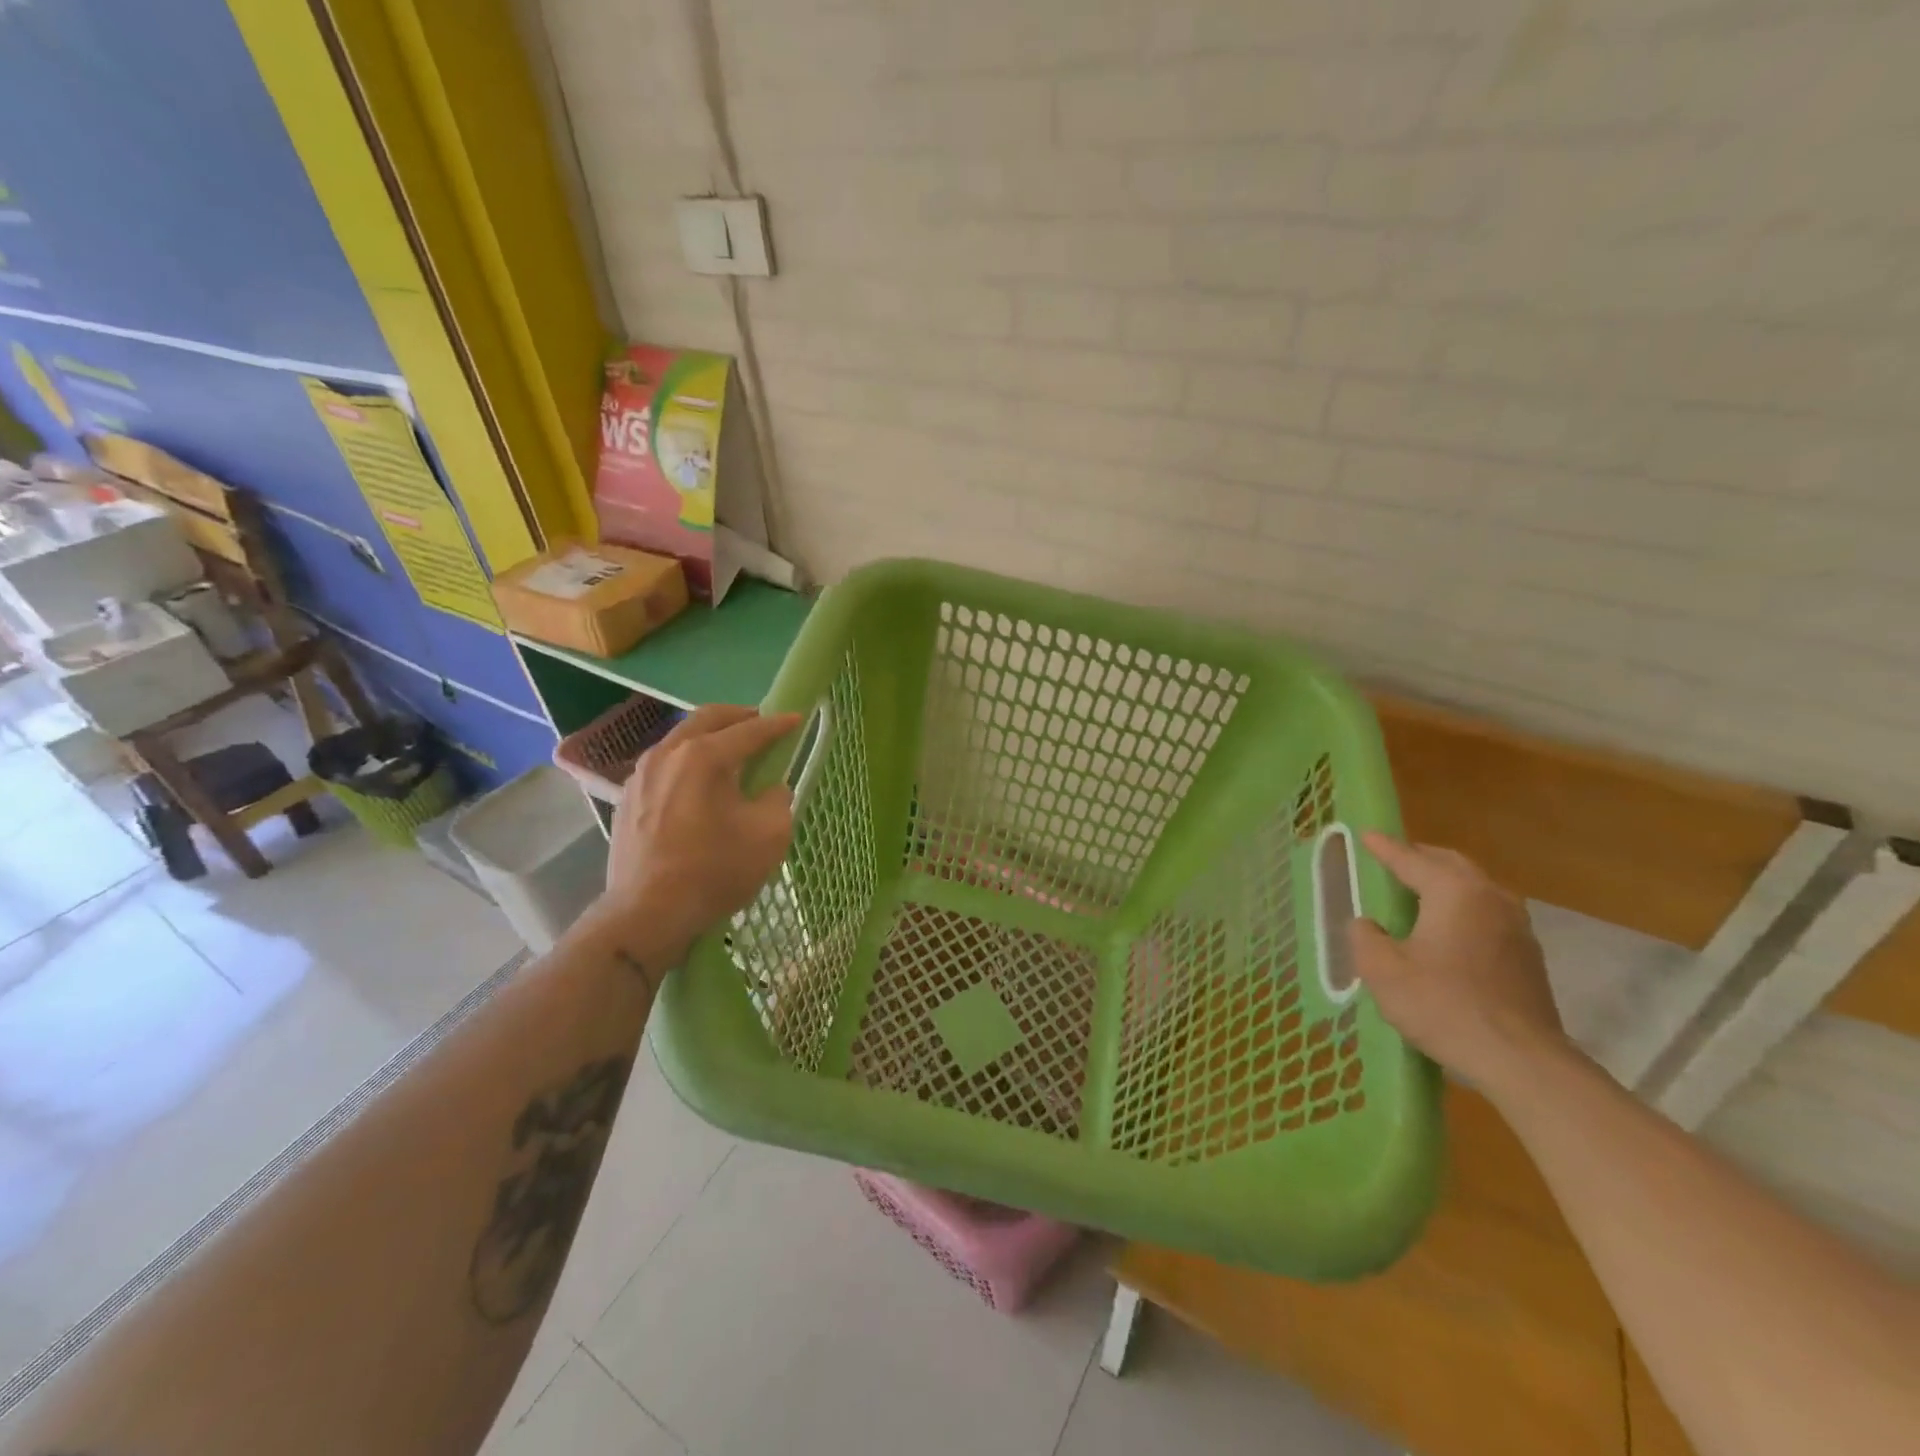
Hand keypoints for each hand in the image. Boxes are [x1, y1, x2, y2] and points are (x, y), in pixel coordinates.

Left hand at [599, 704, 801, 971]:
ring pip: (681, 738)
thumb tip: (770, 790)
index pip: (750, 730)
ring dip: (710, 736)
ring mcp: (642, 774)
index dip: (778, 724)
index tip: (796, 719)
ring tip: (731, 751)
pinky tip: (698, 781)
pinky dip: (688, 759)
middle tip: (762, 724)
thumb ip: (778, 801)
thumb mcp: (769, 836)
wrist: (647, 913)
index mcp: (705, 756)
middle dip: (739, 716)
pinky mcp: (628, 797)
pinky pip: (664, 763)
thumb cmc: (713, 871)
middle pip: (708, 719)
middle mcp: (669, 753)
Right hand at [1349, 832, 1570, 1095]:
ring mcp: (1516, 926)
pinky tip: (1447, 929)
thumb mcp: (1383, 971)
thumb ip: (1365, 937)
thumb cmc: (1444, 1006)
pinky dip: (1462, 907)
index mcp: (1454, 892)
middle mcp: (1490, 898)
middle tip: (1392, 859)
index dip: (1384, 848)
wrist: (1521, 1060)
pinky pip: (1487, 913)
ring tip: (1418, 891)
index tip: (1366, 834)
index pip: (1411, 859)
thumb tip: (1367, 924)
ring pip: (1475, 887)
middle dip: (1419, 857)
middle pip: (1451, 864)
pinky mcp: (1527, 956)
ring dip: (1445, 882)